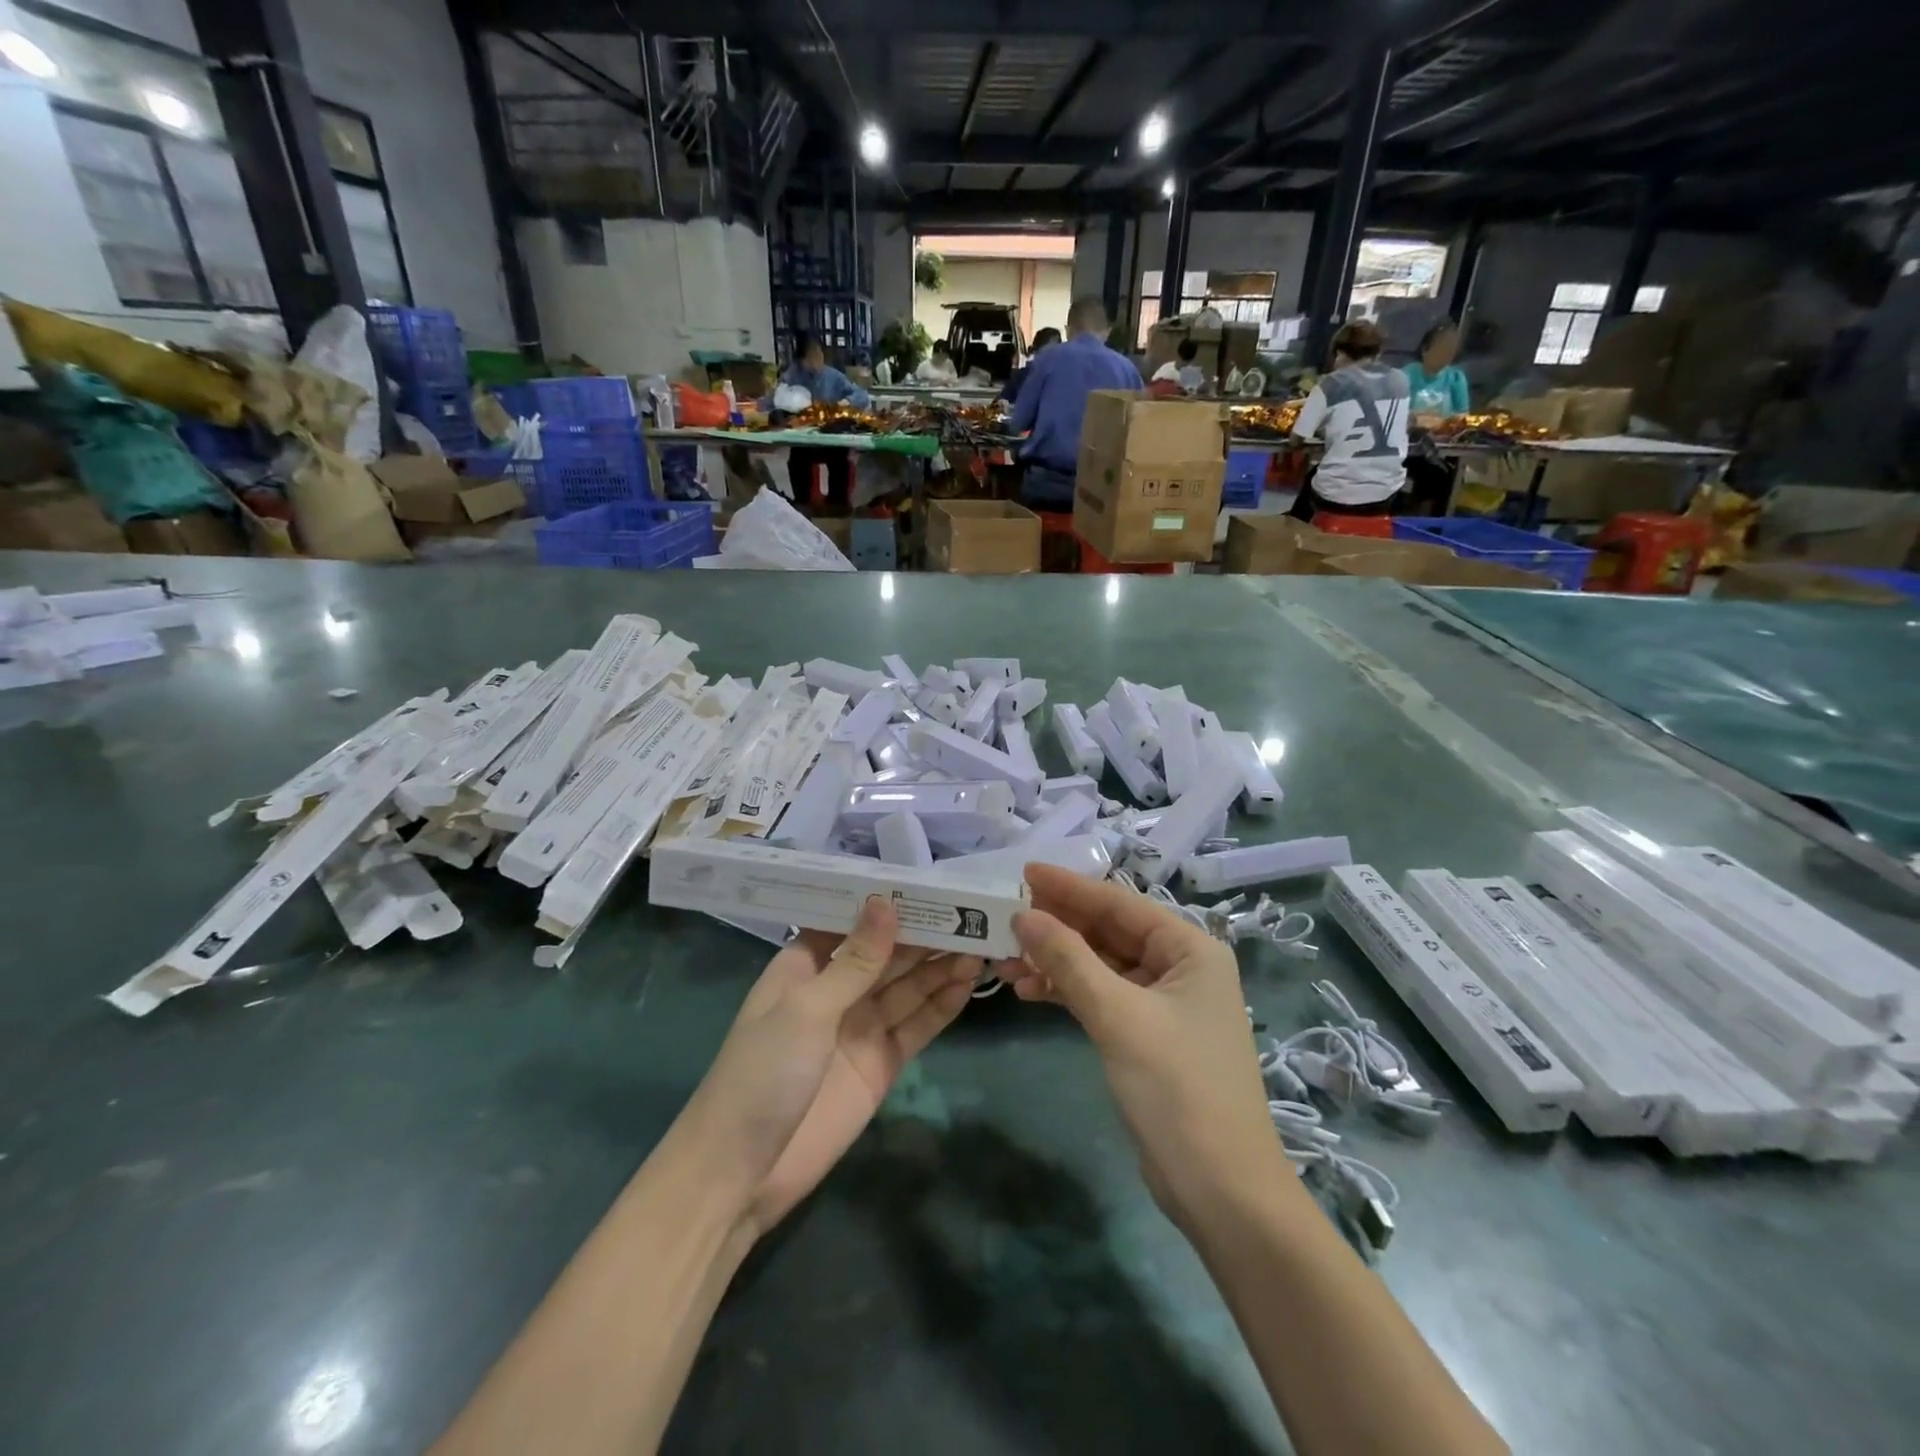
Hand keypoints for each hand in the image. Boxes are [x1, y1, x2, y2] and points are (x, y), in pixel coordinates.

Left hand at [677, 897, 978, 1238]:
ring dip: (939, 966)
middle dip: (925, 934)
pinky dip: (941, 1006)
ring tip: (980, 944)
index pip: (853, 922)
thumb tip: (886, 901)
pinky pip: (916, 1026)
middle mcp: (836, 990)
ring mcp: (860, 1028)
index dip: (888, 904)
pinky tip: (967, 983)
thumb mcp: (807, 1008)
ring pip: (907, 987)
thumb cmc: (762, 1073)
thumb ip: (855, 961)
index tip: (930, 882)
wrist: (742, 1173)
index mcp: (805, 966)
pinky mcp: (881, 1064)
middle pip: (887, 954)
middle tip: (971, 913)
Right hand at [1000, 865, 1283, 1225]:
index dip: (1069, 887)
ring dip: (1056, 960)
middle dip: (1058, 926)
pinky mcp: (1148, 1034)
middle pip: (1109, 931)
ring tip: (1007, 960)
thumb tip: (1023, 915)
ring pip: (1101, 964)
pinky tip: (1030, 991)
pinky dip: (1068, 991)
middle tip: (1005, 916)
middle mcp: (1180, 966)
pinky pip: (1102, 995)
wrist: (1222, 1192)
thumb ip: (1069, 960)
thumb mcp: (1118, 1016)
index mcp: (1189, 949)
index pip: (1119, 903)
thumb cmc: (1177, 1090)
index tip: (1022, 872)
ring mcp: (1164, 1002)